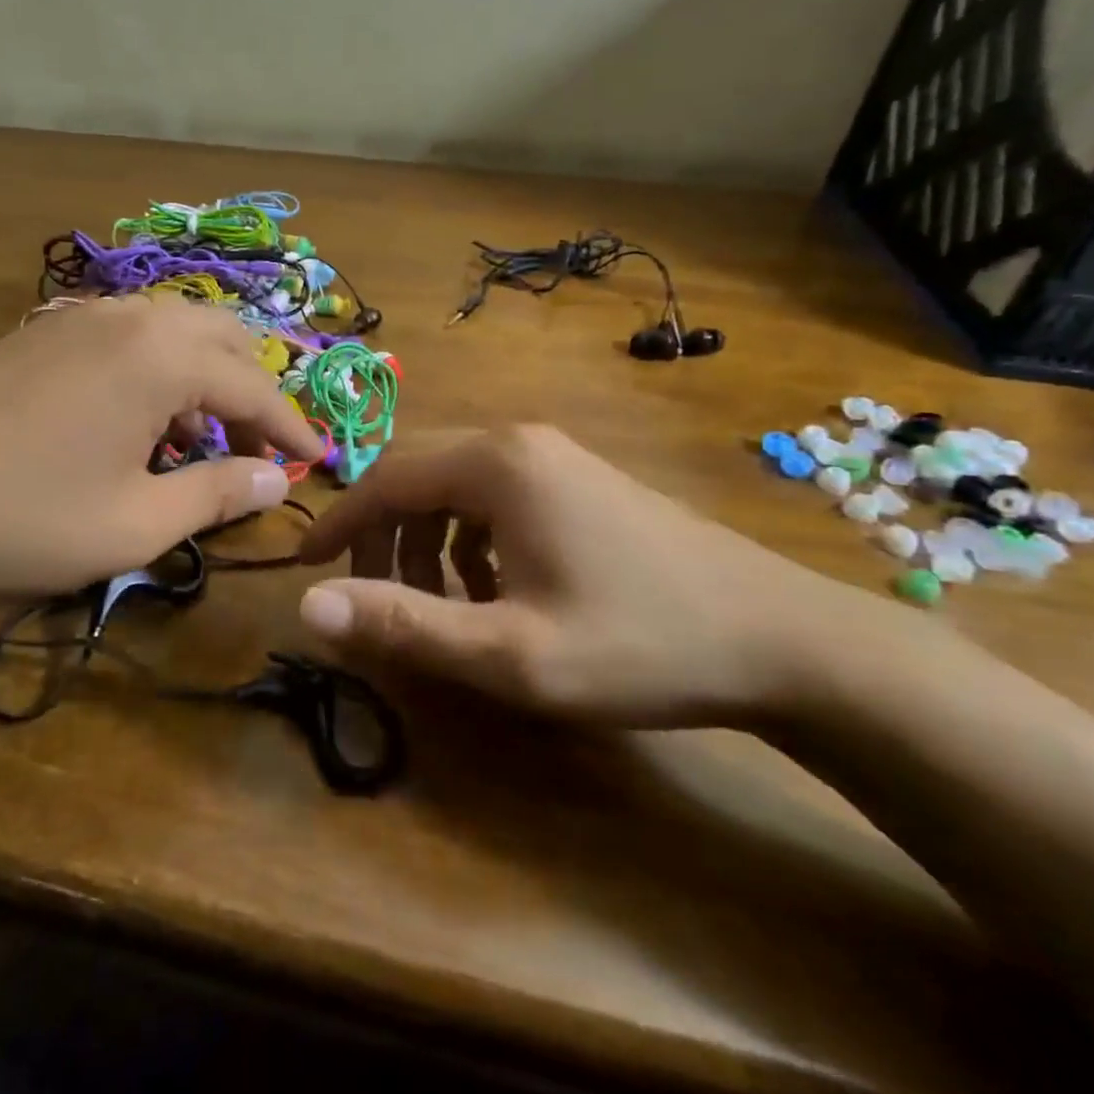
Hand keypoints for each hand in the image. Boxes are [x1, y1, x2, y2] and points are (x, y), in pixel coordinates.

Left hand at [0, 296, 324, 600]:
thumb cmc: (20, 515)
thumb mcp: (134, 524)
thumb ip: (215, 495)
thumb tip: (273, 480)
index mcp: (163, 357)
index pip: (255, 388)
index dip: (292, 429)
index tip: (320, 461)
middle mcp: (130, 318)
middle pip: (222, 341)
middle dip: (254, 392)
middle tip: (261, 449)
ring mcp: (81, 318)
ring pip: (174, 332)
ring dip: (206, 379)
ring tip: (203, 439)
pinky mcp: (44, 332)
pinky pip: (129, 338)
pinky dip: (159, 371)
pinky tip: (140, 420)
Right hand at [295, 425, 855, 729]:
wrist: (787, 641)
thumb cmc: (640, 644)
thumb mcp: (509, 651)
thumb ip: (402, 625)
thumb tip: (308, 605)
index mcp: (495, 464)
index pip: (385, 479)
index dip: (339, 524)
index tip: (305, 566)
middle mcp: (517, 441)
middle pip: (416, 475)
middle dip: (382, 536)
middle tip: (371, 597)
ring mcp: (554, 456)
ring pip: (454, 487)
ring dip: (425, 541)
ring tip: (436, 603)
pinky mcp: (579, 478)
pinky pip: (494, 496)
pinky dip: (468, 538)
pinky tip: (491, 588)